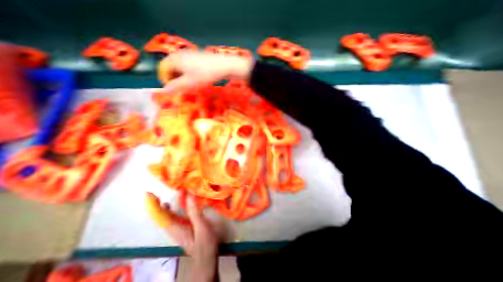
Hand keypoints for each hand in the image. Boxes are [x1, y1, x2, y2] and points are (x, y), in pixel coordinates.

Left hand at [145, 194, 217, 281]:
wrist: (205, 259)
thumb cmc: (205, 243)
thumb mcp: (201, 227)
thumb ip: (194, 212)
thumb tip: (189, 195)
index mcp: (176, 228)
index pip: (160, 216)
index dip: (153, 205)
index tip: (148, 194)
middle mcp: (172, 229)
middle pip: (160, 216)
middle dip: (156, 203)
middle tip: (157, 192)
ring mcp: (175, 230)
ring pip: (163, 217)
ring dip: (160, 205)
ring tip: (161, 195)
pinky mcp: (179, 229)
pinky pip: (169, 217)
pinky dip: (167, 209)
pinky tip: (169, 205)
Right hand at [159, 49, 253, 93]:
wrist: (223, 66)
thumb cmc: (204, 75)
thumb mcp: (189, 83)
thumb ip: (174, 87)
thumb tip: (163, 91)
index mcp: (174, 59)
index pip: (163, 69)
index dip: (165, 80)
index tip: (172, 90)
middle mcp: (180, 54)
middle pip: (171, 67)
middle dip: (174, 79)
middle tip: (181, 89)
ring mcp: (189, 54)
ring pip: (180, 67)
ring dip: (182, 77)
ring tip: (189, 86)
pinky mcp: (198, 56)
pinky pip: (188, 65)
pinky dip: (189, 73)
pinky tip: (196, 79)